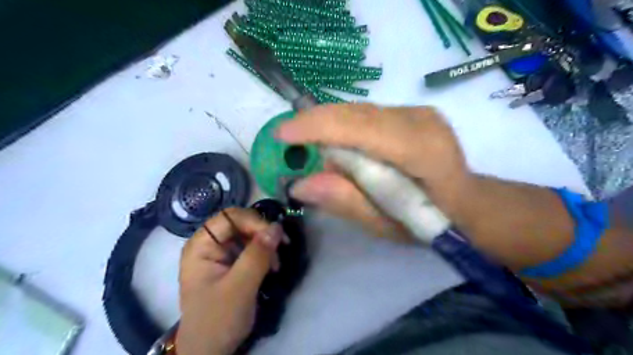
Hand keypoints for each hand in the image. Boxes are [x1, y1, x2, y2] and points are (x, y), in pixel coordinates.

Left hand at [175, 208, 283, 354]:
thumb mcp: (239, 287)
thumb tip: (277, 227)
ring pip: (249, 234)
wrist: (210, 350)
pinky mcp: (232, 262)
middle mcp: (209, 244)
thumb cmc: (218, 319)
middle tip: (281, 249)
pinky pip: (252, 247)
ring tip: (276, 265)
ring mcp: (221, 253)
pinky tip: (272, 267)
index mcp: (201, 246)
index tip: (275, 236)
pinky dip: (265, 254)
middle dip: (263, 234)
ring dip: (267, 245)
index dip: (254, 221)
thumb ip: (257, 255)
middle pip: (241, 223)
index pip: (229, 217)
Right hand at [277, 104, 474, 243]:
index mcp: (422, 149)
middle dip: (315, 124)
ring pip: (357, 110)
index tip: (282, 134)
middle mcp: (419, 119)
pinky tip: (335, 145)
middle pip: (354, 112)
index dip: (317, 127)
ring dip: (327, 126)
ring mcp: (417, 111)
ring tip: (307, 146)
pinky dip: (342, 127)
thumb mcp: (387, 224)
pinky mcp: (410, 112)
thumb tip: (300, 184)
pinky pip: (365, 114)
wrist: (467, 203)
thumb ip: (347, 202)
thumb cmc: (429, 222)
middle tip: (287, 142)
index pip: (360, 127)